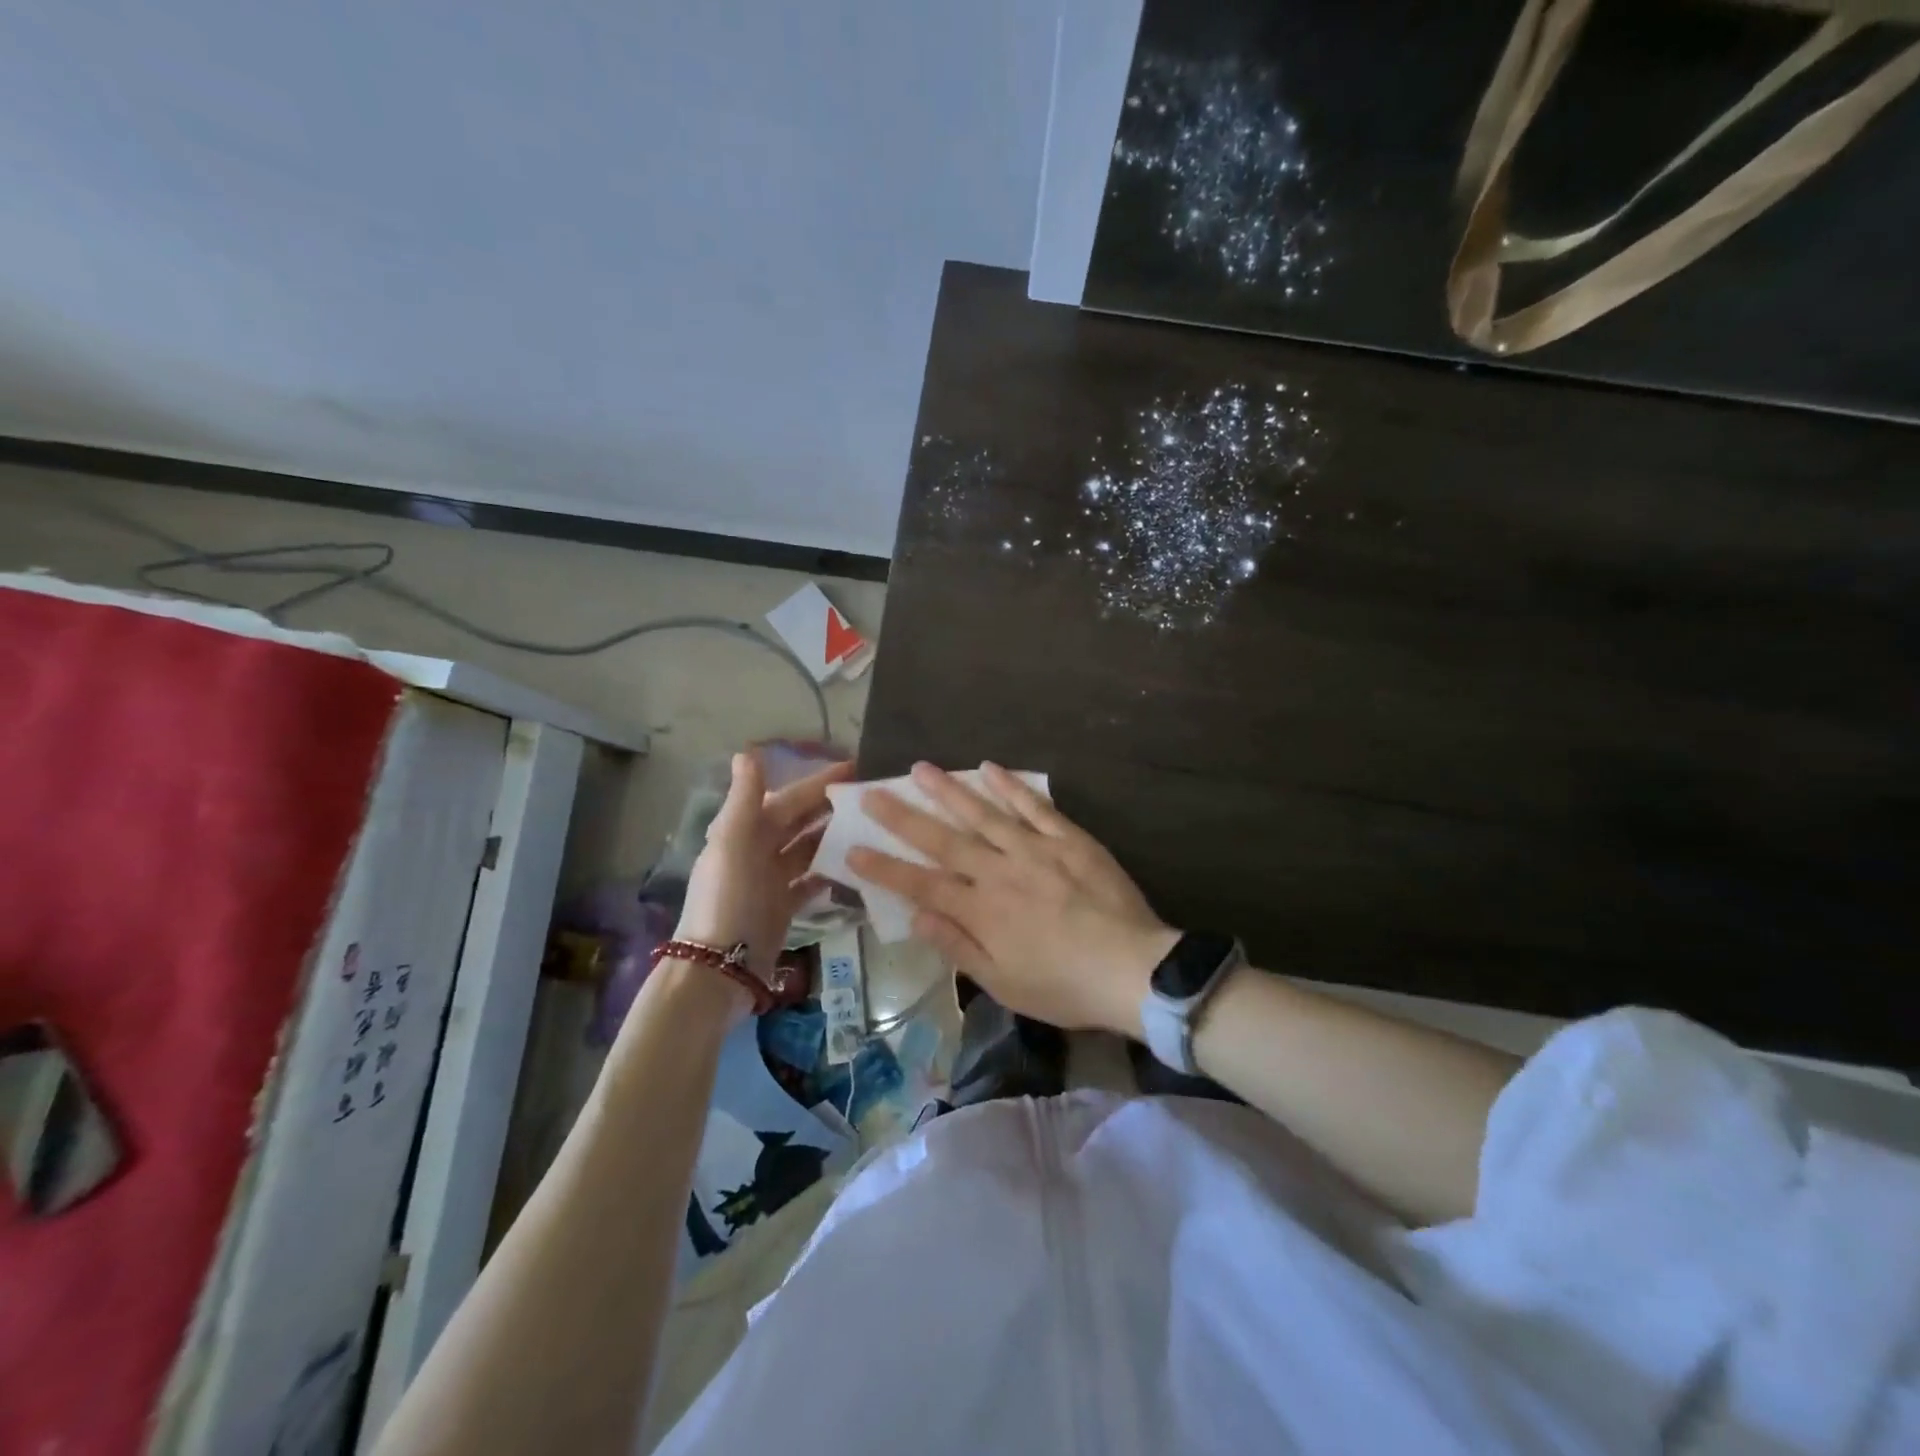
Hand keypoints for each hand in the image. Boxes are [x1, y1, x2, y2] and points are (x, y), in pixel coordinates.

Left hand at [676, 751, 852, 980]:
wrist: (720, 968)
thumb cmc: (729, 900)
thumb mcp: (732, 844)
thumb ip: (744, 799)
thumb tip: (748, 751)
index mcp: (743, 830)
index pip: (787, 798)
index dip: (817, 782)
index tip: (854, 768)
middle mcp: (756, 851)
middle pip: (798, 821)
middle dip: (828, 807)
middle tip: (870, 798)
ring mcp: (770, 880)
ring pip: (807, 849)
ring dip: (832, 837)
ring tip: (869, 828)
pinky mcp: (782, 907)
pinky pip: (810, 882)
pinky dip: (828, 873)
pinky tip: (854, 867)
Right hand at [847, 762, 1178, 1036]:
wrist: (1133, 969)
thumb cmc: (1064, 986)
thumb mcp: (1004, 984)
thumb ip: (958, 946)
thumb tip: (916, 916)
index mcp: (981, 910)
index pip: (921, 885)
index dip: (885, 868)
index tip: (853, 848)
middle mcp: (1000, 871)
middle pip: (943, 840)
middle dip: (904, 817)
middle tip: (874, 793)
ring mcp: (1035, 849)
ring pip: (983, 813)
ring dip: (949, 790)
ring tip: (921, 768)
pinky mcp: (1068, 838)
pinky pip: (1034, 806)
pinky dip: (1011, 786)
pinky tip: (989, 767)